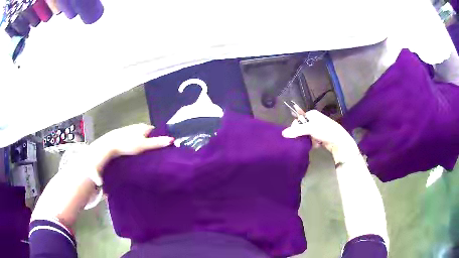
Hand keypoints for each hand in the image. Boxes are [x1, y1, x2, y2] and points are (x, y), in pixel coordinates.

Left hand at [89, 124, 173, 172]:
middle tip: (155, 153)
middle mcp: (137, 127)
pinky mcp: (123, 136)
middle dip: (152, 141)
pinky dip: (136, 145)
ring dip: (143, 143)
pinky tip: (134, 153)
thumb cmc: (127, 144)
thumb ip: (157, 143)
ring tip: (146, 154)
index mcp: (144, 127)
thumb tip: (172, 140)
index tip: (163, 148)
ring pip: (140, 137)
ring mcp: (129, 131)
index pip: (156, 131)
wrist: (109, 145)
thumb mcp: (144, 145)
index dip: (160, 138)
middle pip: (148, 134)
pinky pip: (133, 140)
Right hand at [282, 110, 357, 158]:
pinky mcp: (321, 136)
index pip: (298, 119)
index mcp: (312, 114)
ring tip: (312, 143)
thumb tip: (283, 133)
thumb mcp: (310, 129)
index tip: (296, 134)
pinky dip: (313, 143)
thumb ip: (296, 131)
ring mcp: (319, 128)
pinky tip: (316, 145)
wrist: (339, 140)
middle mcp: (315, 119)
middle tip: (305, 139)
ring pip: (307, 134)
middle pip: (302, 127)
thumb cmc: (325, 130)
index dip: (295, 127)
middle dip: (302, 134)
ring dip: (308, 139)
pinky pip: (312, 139)